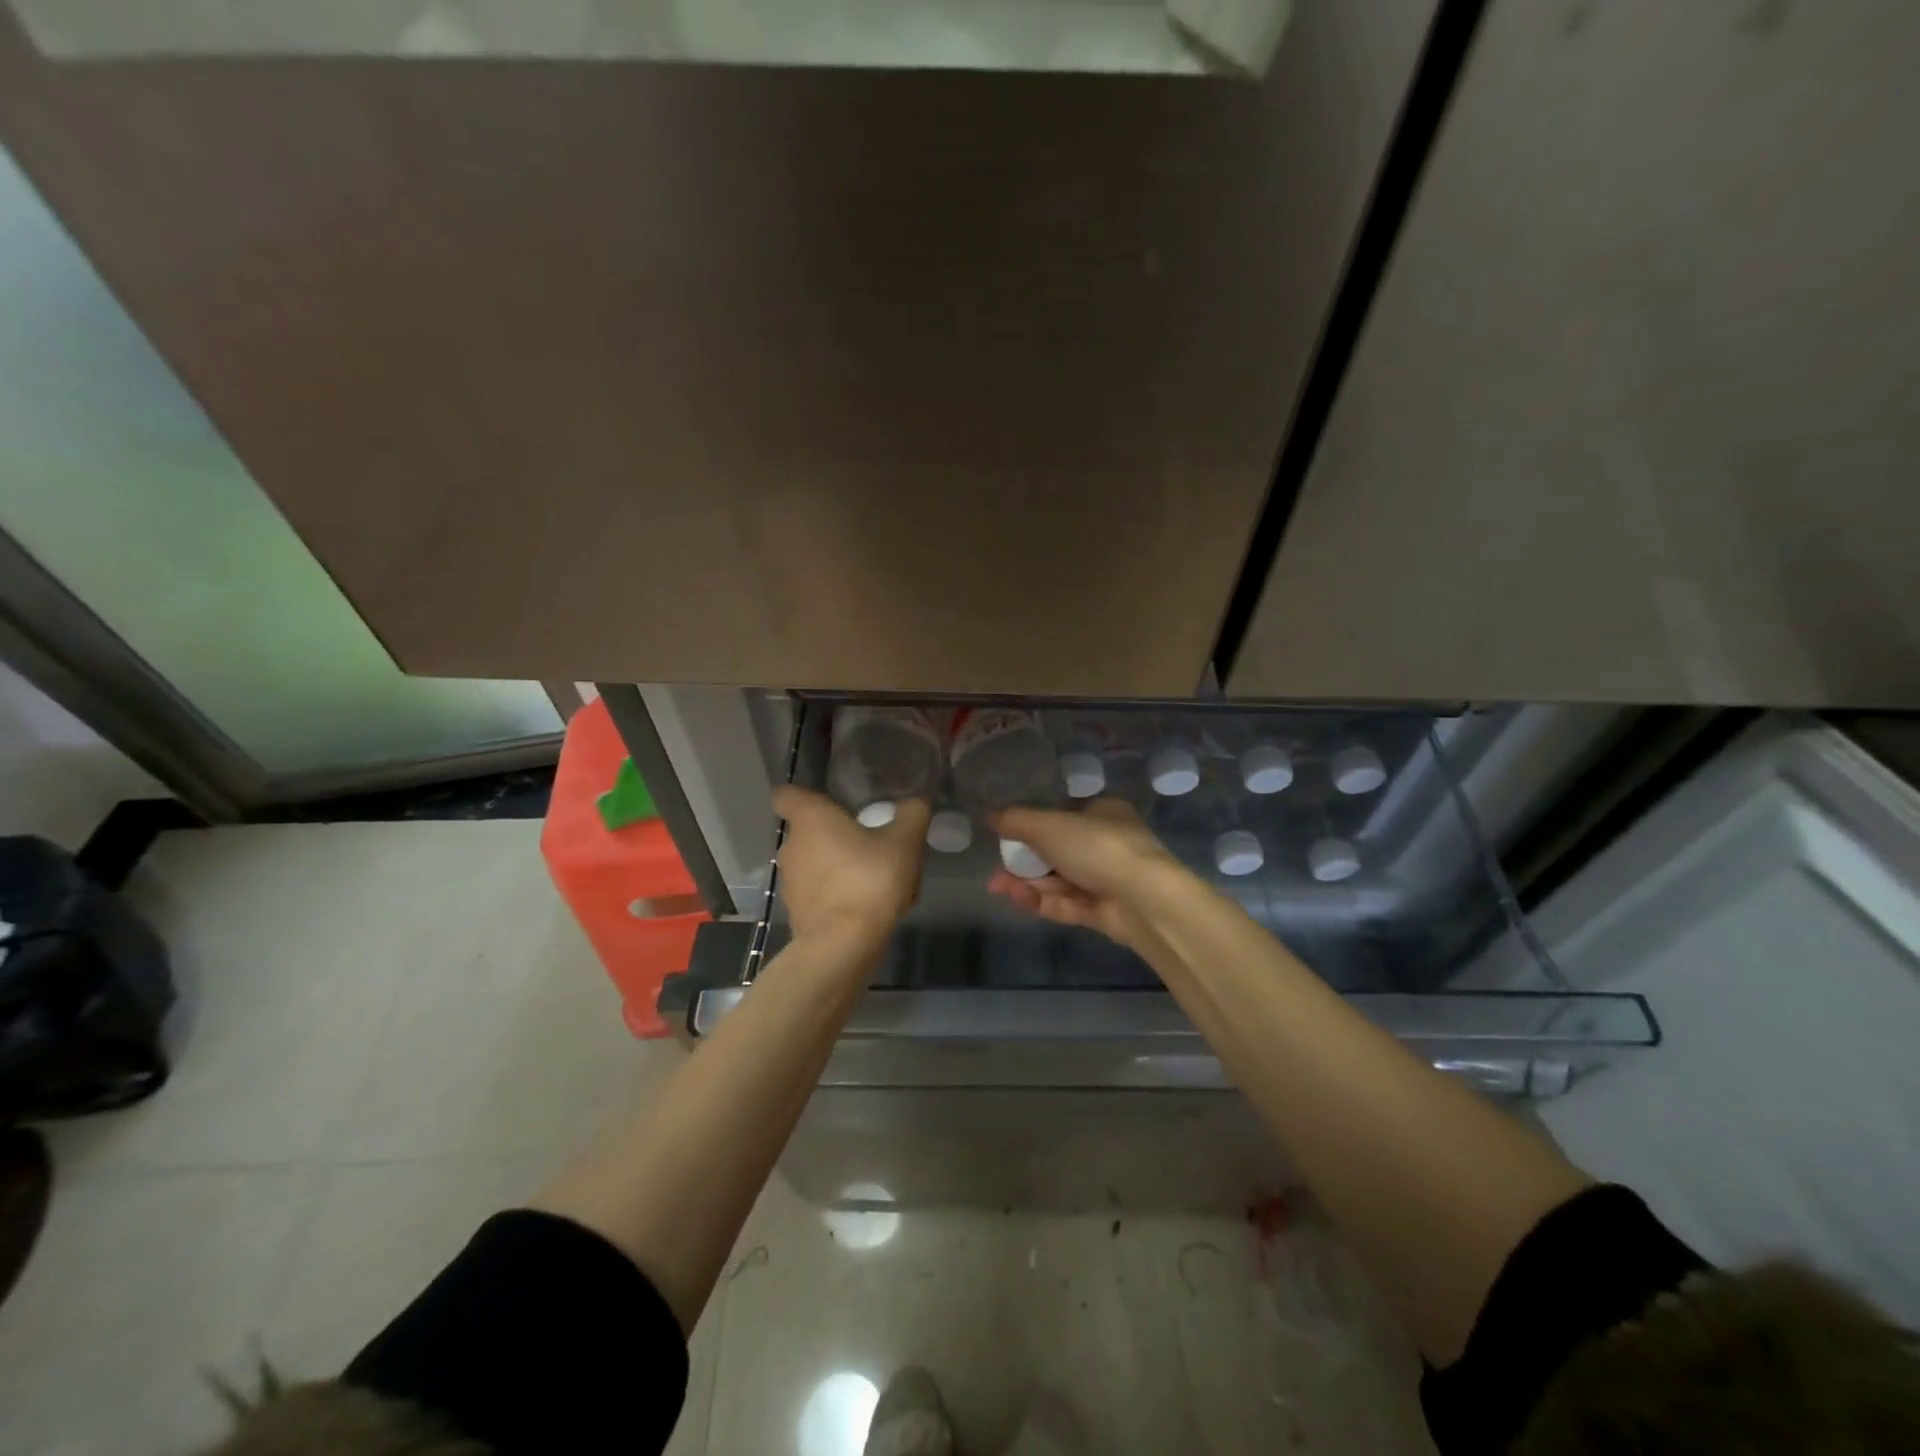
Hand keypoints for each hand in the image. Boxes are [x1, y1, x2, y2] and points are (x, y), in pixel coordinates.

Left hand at [773, 787, 928, 949]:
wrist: (843, 945)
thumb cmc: (869, 879)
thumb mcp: (905, 841)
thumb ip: (912, 814)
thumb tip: (915, 802)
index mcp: (810, 818)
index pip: (786, 794)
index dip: (803, 795)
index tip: (827, 801)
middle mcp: (791, 845)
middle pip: (807, 830)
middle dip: (833, 834)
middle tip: (868, 841)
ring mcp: (790, 881)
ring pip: (813, 863)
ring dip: (836, 866)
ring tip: (871, 878)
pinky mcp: (796, 912)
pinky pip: (817, 893)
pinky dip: (835, 894)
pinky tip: (864, 906)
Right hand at [985, 798, 1180, 953]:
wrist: (1144, 899)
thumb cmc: (1097, 847)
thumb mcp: (1049, 825)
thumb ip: (1016, 821)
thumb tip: (989, 815)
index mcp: (1103, 813)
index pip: (1063, 816)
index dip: (1033, 827)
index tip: (1006, 838)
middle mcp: (1107, 844)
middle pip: (1057, 852)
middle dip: (1023, 862)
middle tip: (996, 871)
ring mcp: (1107, 880)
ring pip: (1059, 880)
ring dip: (1028, 882)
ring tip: (998, 887)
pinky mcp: (1104, 911)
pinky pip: (1068, 903)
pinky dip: (1043, 901)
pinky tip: (1019, 899)